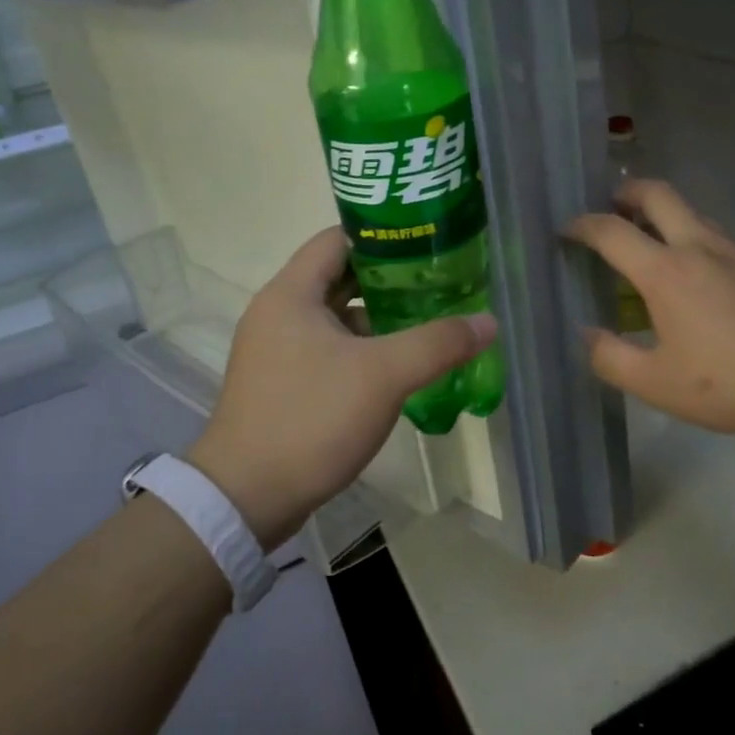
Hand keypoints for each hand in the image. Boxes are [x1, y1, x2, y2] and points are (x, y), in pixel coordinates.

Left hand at [188, 228, 496, 548]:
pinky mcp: (283, 383)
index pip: (339, 238)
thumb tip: (489, 322)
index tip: (428, 243)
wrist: (245, 499)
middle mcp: (278, 312)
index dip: (384, 235)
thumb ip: (438, 343)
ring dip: (379, 317)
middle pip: (341, 276)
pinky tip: (399, 366)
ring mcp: (277, 350)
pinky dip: (363, 348)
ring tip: (429, 321)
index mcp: (291, 294)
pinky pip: (330, 349)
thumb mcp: (383, 376)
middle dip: (391, 279)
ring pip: (337, 317)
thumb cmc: (311, 419)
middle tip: (439, 283)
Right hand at [566, 179, 734, 440]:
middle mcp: (699, 247)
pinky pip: (722, 241)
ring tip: (654, 245)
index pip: (611, 231)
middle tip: (613, 205)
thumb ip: (611, 358)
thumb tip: (588, 335)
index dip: (582, 225)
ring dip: (666, 216)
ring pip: (694, 214)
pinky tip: (706, 283)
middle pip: (658, 195)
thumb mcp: (657, 384)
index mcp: (665, 272)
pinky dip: (699, 244)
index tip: (567, 229)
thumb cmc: (730, 381)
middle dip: (628, 192)